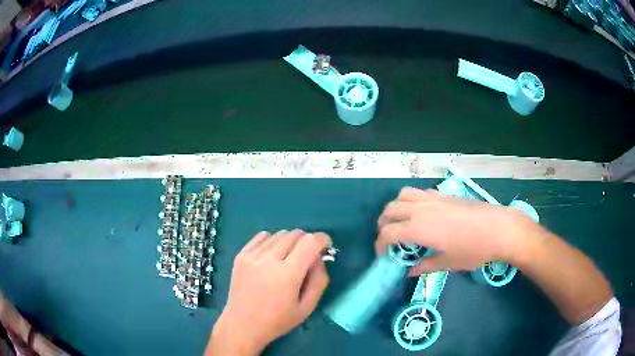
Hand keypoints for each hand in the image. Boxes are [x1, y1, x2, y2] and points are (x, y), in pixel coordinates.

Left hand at [207, 230, 331, 354]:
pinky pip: (262, 236)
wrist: (242, 324)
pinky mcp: (241, 255)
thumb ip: (319, 281)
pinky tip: (271, 256)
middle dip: (307, 241)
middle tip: (307, 256)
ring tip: (288, 258)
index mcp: (288, 274)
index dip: (322, 239)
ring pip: (279, 234)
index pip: (310, 241)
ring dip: (290, 241)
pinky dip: (272, 240)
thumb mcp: (307, 308)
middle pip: (295, 234)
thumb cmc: (277, 321)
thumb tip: (319, 259)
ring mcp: (252, 255)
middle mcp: (269, 259)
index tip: (325, 247)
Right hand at [376, 187, 535, 274]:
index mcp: (419, 228)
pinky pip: (419, 192)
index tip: (382, 255)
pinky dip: (412, 201)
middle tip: (388, 239)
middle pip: (390, 210)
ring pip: (403, 195)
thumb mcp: (448, 262)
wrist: (499, 228)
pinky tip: (422, 213)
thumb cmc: (473, 249)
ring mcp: (433, 198)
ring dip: (395, 208)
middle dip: (383, 225)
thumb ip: (425, 266)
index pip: (388, 233)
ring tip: (401, 222)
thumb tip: (410, 271)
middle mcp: (421, 209)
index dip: (380, 245)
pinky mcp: (444, 194)